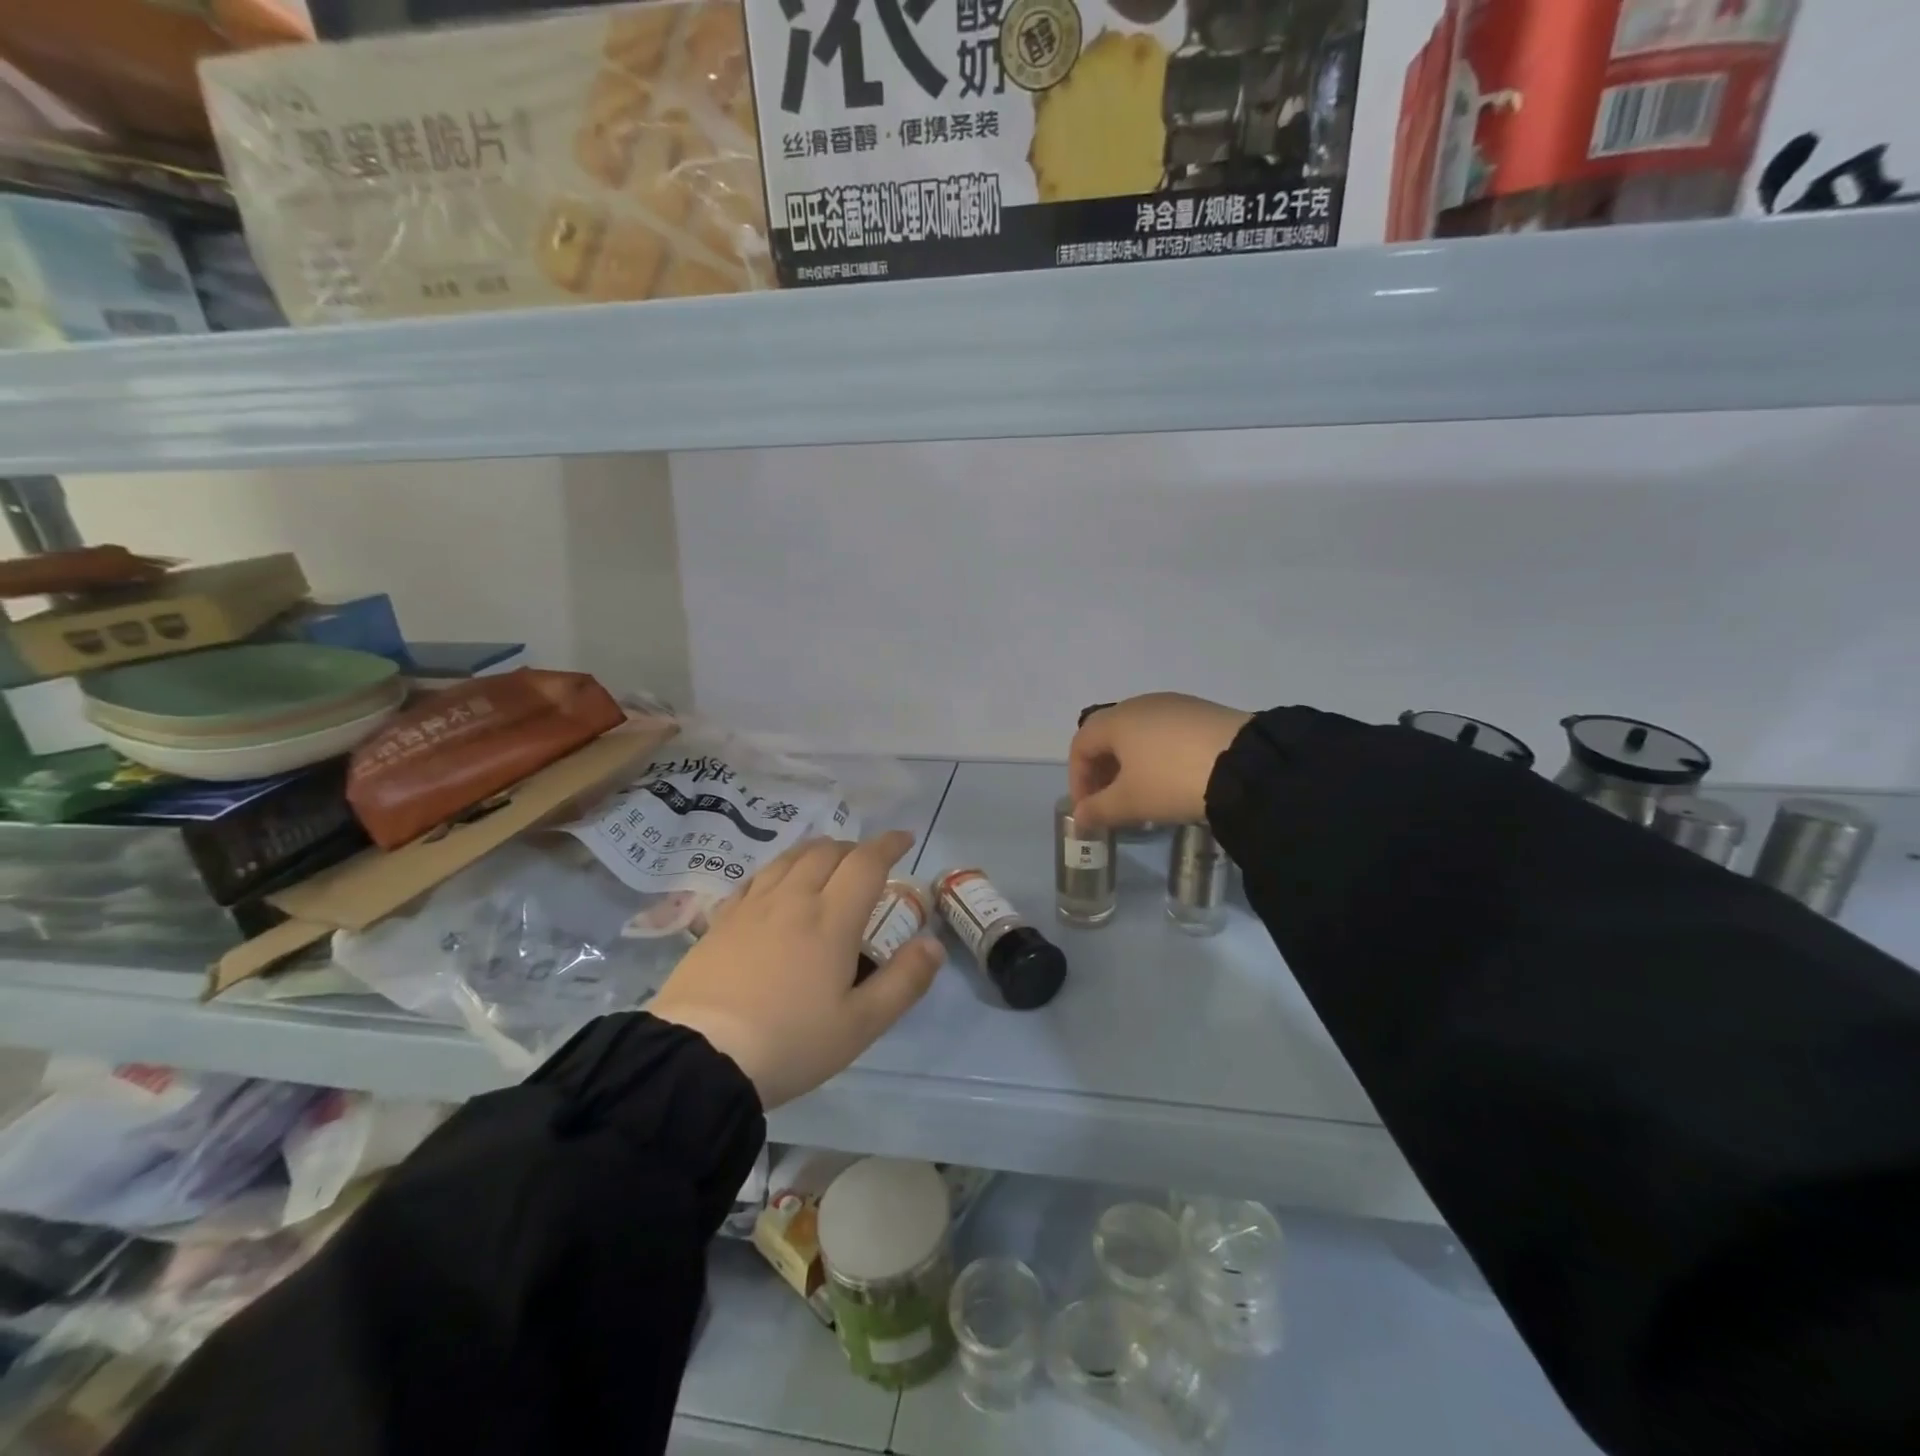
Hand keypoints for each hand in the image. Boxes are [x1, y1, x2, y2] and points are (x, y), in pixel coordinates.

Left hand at [647, 831, 942, 1109]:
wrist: (699, 1059)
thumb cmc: (790, 1043)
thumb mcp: (860, 1025)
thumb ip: (903, 982)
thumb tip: (933, 943)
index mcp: (831, 919)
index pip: (866, 863)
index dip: (888, 845)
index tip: (904, 839)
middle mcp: (793, 899)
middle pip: (827, 852)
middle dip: (854, 848)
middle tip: (867, 863)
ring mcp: (752, 906)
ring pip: (790, 858)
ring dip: (817, 851)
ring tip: (827, 863)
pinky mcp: (721, 920)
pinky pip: (757, 877)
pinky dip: (779, 869)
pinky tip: (777, 885)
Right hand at [1069, 694, 1253, 830]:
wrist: (1245, 765)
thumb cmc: (1171, 781)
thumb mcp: (1129, 803)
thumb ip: (1097, 810)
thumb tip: (1079, 817)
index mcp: (1116, 720)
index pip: (1080, 744)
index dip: (1077, 778)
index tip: (1088, 809)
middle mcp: (1141, 704)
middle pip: (1108, 735)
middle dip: (1102, 770)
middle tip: (1110, 803)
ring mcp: (1175, 704)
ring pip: (1139, 733)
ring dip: (1131, 763)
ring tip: (1143, 793)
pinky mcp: (1204, 712)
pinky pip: (1167, 733)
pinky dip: (1158, 755)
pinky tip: (1174, 779)